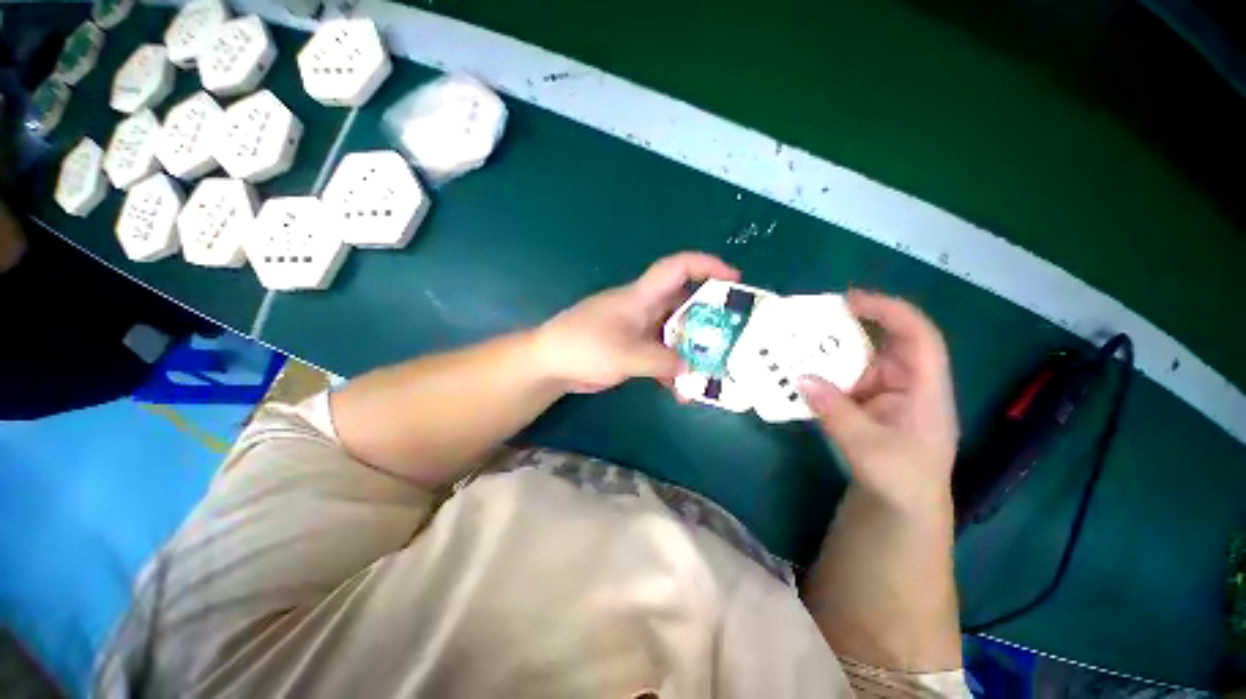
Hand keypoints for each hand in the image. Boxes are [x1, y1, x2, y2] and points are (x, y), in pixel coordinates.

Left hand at [534, 252, 739, 392]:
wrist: (550, 364)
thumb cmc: (584, 347)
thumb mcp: (626, 355)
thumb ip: (662, 361)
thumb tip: (691, 369)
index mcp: (641, 297)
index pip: (677, 268)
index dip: (707, 266)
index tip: (734, 279)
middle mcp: (643, 308)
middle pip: (683, 304)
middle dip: (708, 318)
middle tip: (732, 335)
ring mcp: (638, 329)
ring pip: (674, 333)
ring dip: (690, 351)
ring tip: (710, 372)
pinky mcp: (632, 347)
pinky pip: (661, 353)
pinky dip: (672, 369)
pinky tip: (681, 391)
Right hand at [800, 291, 958, 515]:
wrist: (899, 510)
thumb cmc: (900, 481)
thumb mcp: (870, 449)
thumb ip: (836, 413)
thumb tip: (801, 378)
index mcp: (925, 389)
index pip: (918, 337)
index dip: (890, 312)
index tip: (851, 300)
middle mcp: (905, 383)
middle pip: (883, 341)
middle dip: (850, 326)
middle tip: (810, 318)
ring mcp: (882, 393)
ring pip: (857, 360)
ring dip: (828, 352)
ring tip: (794, 344)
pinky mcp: (862, 404)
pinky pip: (840, 380)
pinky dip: (820, 374)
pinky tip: (796, 374)